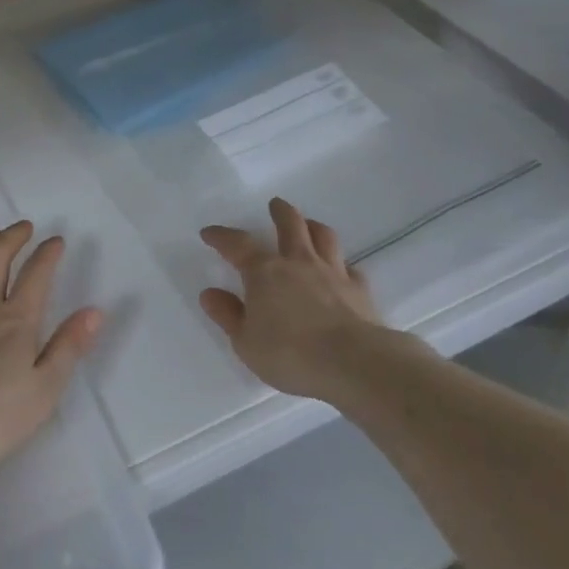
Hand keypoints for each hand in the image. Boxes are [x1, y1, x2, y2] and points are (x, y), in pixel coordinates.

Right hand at [199, 197, 389, 403]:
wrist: (352, 363)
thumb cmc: (290, 354)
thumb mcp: (246, 342)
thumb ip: (228, 315)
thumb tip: (210, 293)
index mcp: (265, 271)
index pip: (238, 244)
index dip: (222, 236)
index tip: (209, 233)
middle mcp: (298, 262)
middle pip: (290, 224)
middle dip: (280, 212)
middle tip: (275, 205)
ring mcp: (332, 272)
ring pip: (324, 237)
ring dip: (314, 227)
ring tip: (309, 225)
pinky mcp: (359, 290)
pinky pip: (351, 268)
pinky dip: (343, 266)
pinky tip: (342, 271)